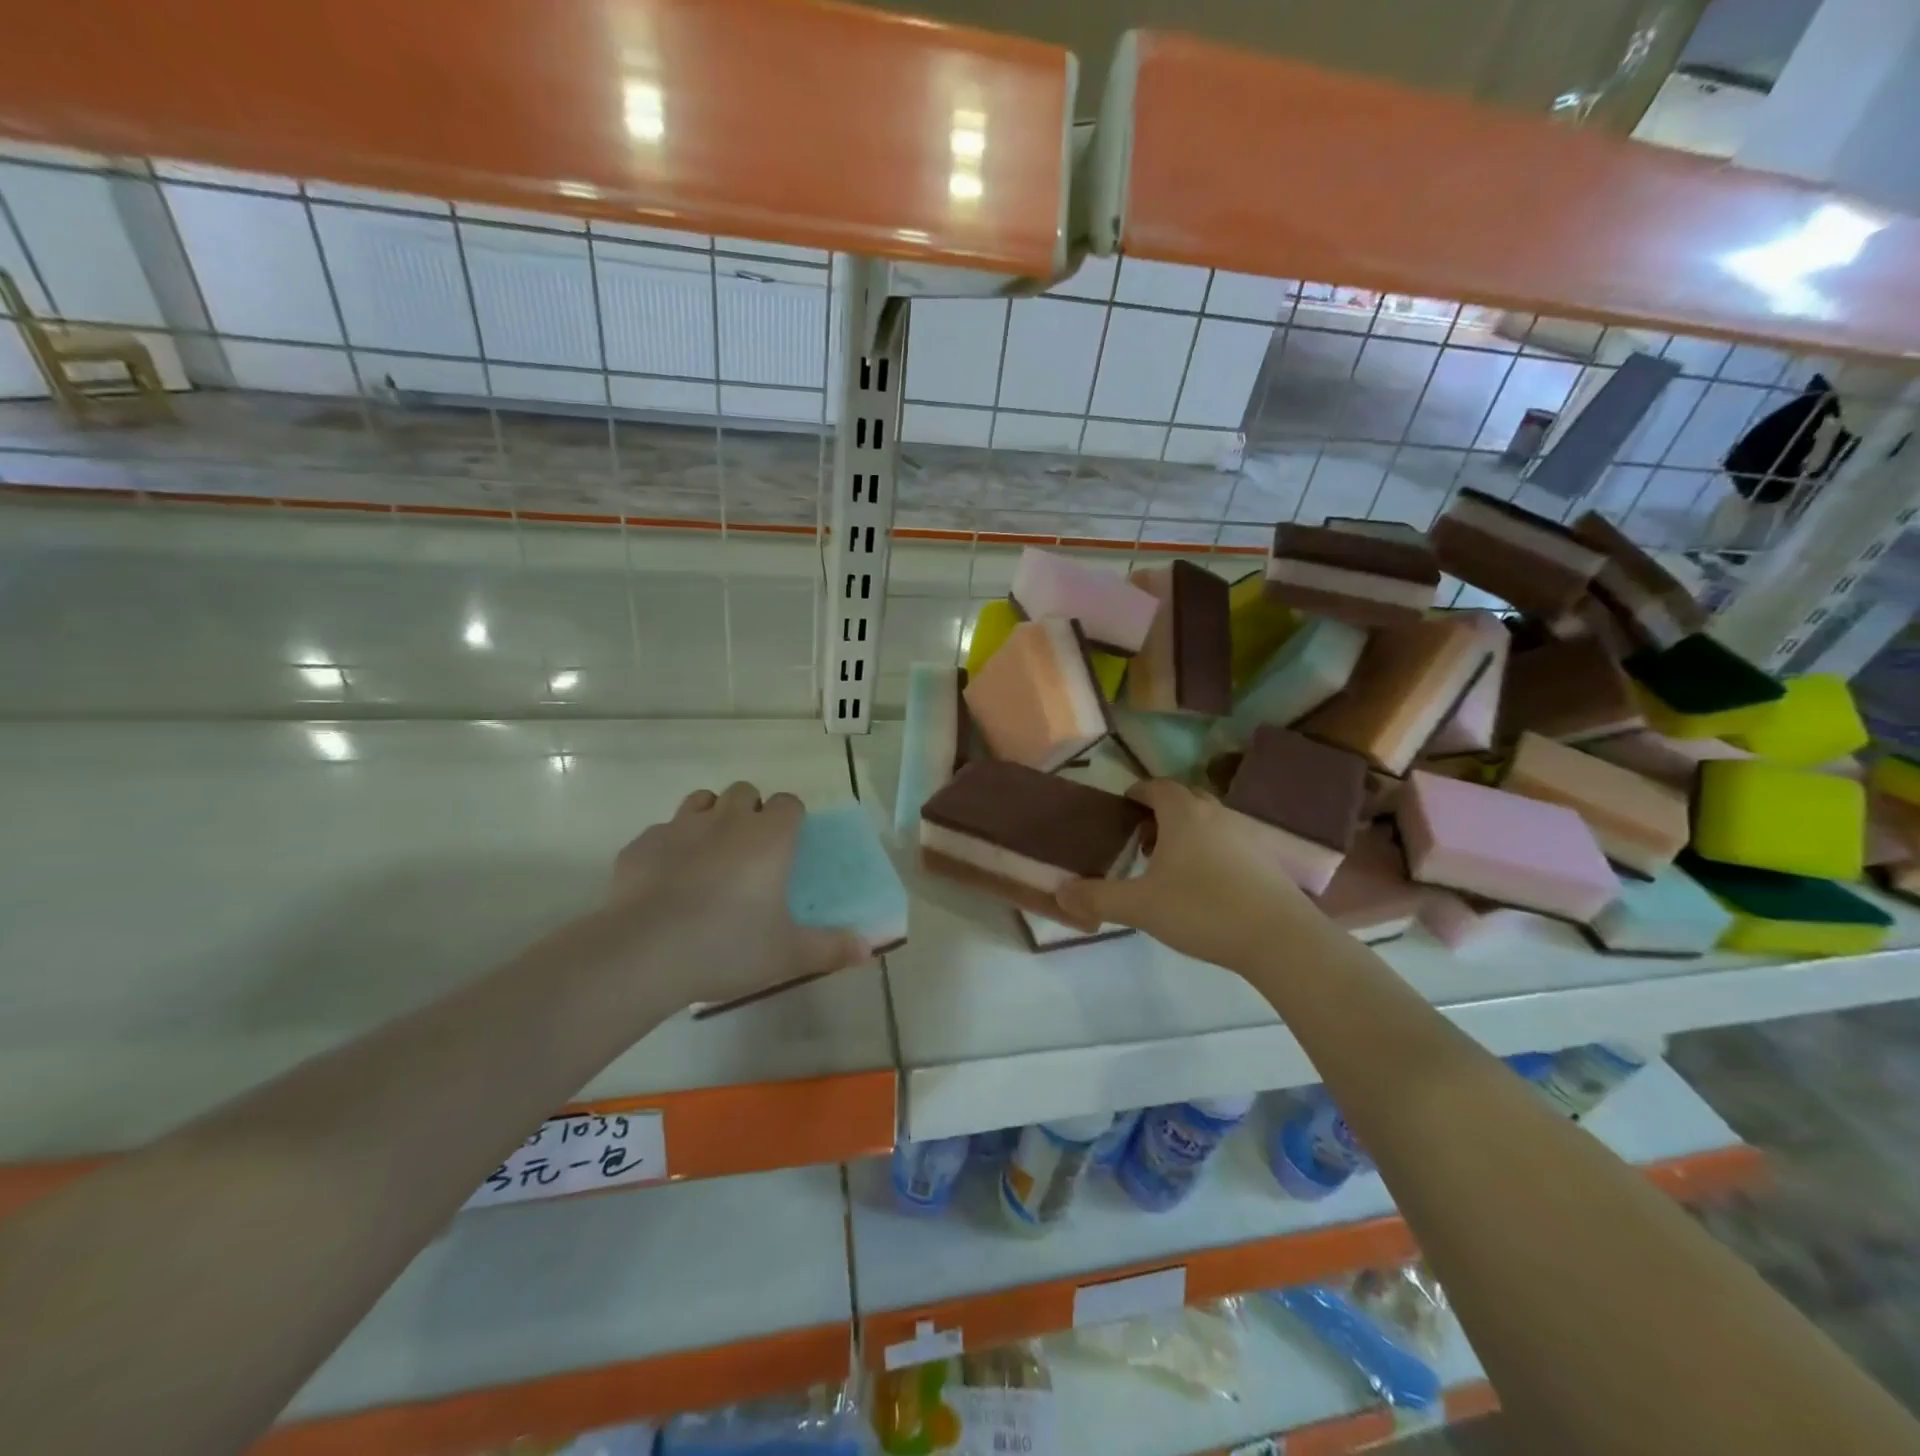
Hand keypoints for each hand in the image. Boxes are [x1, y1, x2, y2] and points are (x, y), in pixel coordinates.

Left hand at [606, 783, 867, 1009]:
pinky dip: (669, 846)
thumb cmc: (728, 946)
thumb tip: (868, 950)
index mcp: (769, 838)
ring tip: (710, 855)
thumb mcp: (788, 955)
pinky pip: (661, 831)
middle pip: (745, 792)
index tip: (789, 846)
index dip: (791, 819)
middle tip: (750, 853)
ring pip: (701, 800)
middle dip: (750, 811)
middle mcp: (727, 820)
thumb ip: (831, 949)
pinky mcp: (641, 844)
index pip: (789, 803)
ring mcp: (680, 827)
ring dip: (710, 816)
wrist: (643, 953)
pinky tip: (666, 880)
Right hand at [1056, 780, 1320, 971]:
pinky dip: (1210, 852)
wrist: (1279, 938)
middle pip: (1185, 799)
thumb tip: (1060, 893)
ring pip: (1209, 822)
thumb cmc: (1202, 909)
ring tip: (1169, 865)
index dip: (1138, 792)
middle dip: (1161, 813)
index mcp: (1184, 814)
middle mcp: (1216, 815)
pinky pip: (1229, 843)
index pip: (1157, 786)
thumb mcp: (1140, 906)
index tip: (1124, 805)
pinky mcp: (1266, 861)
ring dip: (1186, 833)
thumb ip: (1097, 897)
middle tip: (1142, 839)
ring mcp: (1246, 836)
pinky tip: (1204, 887)